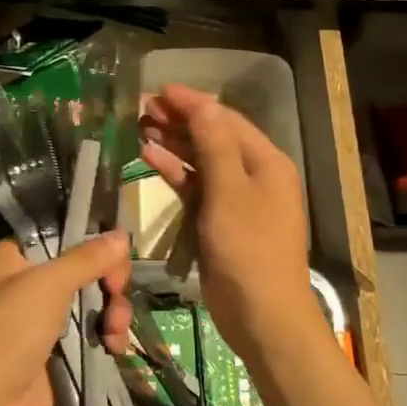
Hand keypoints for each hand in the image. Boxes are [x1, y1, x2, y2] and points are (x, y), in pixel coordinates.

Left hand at [0, 233, 132, 405]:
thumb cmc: (10, 330)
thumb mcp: (49, 284)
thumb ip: (87, 258)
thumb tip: (122, 234)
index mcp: (16, 260)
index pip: (60, 238)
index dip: (90, 244)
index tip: (113, 256)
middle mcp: (29, 286)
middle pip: (84, 272)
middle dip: (108, 283)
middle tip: (116, 292)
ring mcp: (45, 323)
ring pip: (93, 304)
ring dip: (113, 313)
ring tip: (114, 331)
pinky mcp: (59, 355)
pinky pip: (93, 336)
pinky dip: (107, 338)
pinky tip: (114, 348)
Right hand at [139, 84, 318, 355]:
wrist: (262, 315)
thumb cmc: (249, 249)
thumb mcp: (230, 191)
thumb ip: (214, 144)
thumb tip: (202, 102)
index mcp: (265, 161)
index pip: (225, 119)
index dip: (192, 102)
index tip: (158, 90)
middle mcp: (253, 174)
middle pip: (212, 136)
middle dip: (179, 120)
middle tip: (142, 107)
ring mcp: (236, 198)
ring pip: (201, 160)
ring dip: (174, 143)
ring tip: (141, 125)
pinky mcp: (218, 220)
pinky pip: (195, 186)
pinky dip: (174, 172)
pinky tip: (149, 157)